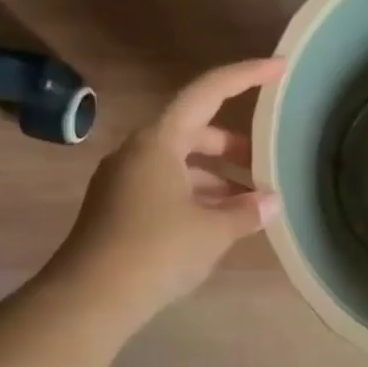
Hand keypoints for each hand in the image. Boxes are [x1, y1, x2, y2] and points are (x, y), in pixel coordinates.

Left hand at [46, 58, 283, 330]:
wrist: (88, 299)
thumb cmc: (156, 251)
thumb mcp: (212, 231)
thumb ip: (246, 211)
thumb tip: (271, 202)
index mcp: (159, 141)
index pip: (208, 92)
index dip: (245, 76)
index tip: (278, 67)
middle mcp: (138, 152)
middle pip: (194, 130)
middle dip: (233, 144)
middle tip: (265, 160)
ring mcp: (125, 181)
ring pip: (181, 164)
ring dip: (217, 176)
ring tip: (251, 201)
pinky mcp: (119, 209)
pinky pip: (167, 188)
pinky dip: (197, 196)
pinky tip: (219, 222)